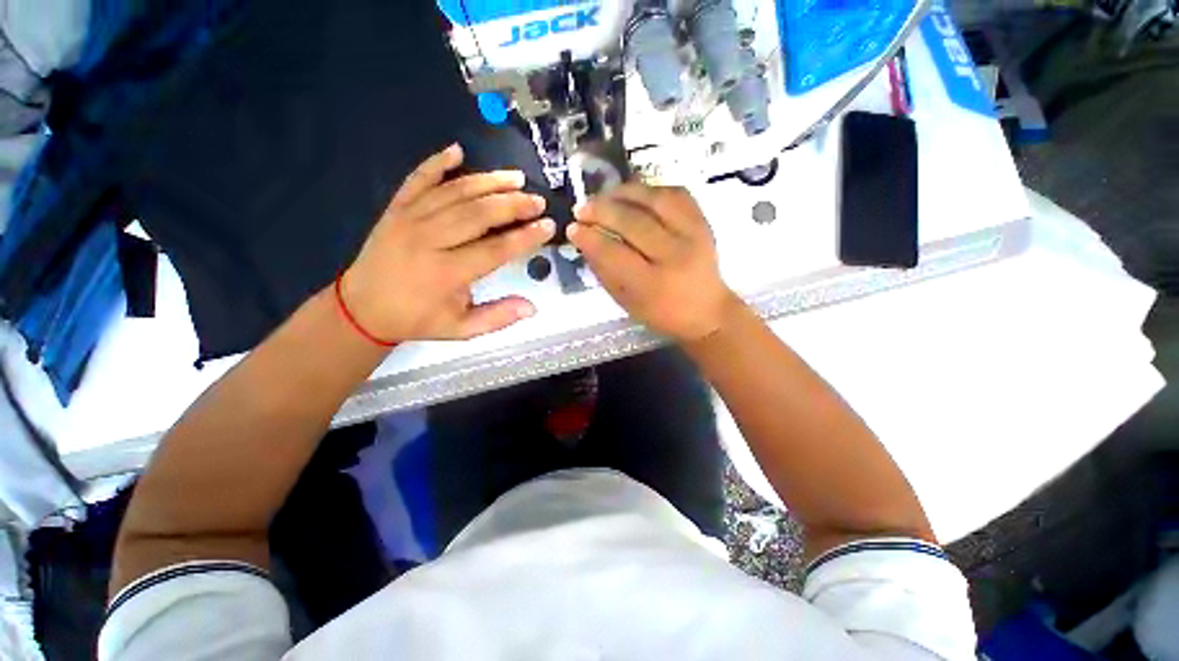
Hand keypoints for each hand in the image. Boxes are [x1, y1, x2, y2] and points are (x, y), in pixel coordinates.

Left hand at [340, 144, 554, 341]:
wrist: (363, 308)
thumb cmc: (418, 320)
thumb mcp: (461, 329)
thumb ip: (497, 317)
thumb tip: (532, 307)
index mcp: (446, 274)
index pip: (495, 250)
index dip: (525, 238)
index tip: (547, 226)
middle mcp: (428, 240)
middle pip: (477, 215)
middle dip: (512, 205)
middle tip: (537, 200)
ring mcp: (409, 219)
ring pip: (454, 193)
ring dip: (488, 182)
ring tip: (516, 178)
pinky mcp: (395, 208)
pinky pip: (417, 179)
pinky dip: (436, 163)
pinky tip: (457, 150)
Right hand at [568, 184, 741, 342]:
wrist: (707, 311)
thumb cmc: (662, 313)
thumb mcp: (627, 302)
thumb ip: (604, 271)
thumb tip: (585, 241)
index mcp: (653, 284)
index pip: (614, 253)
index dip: (589, 238)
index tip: (572, 228)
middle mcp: (675, 255)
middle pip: (633, 221)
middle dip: (601, 210)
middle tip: (582, 208)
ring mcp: (694, 234)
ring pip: (654, 199)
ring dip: (623, 192)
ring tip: (604, 196)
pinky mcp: (704, 221)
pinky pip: (675, 193)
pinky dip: (650, 190)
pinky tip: (634, 195)